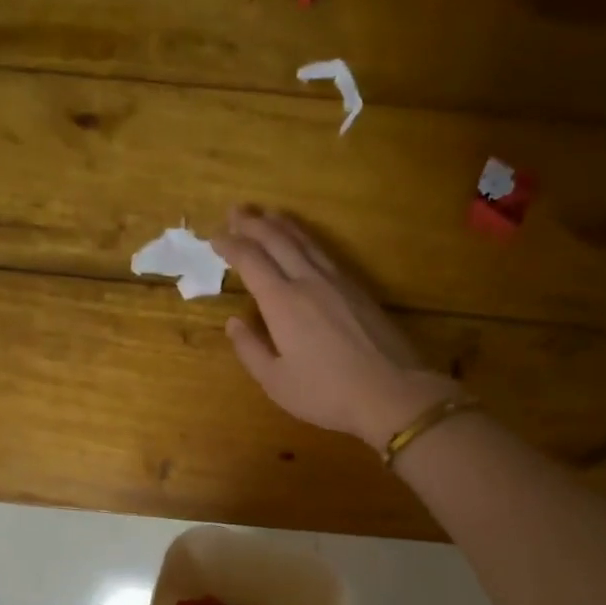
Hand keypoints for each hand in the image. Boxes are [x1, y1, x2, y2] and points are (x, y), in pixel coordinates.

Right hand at [214, 208, 461, 448]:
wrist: (391, 391)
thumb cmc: (327, 393)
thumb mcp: (277, 382)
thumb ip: (250, 350)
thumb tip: (233, 322)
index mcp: (282, 302)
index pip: (250, 260)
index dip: (230, 245)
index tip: (214, 237)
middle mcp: (308, 280)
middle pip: (277, 239)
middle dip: (252, 223)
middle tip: (234, 211)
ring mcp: (337, 281)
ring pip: (304, 241)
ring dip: (281, 224)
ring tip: (266, 214)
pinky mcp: (358, 288)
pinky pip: (324, 251)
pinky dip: (306, 238)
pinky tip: (304, 243)